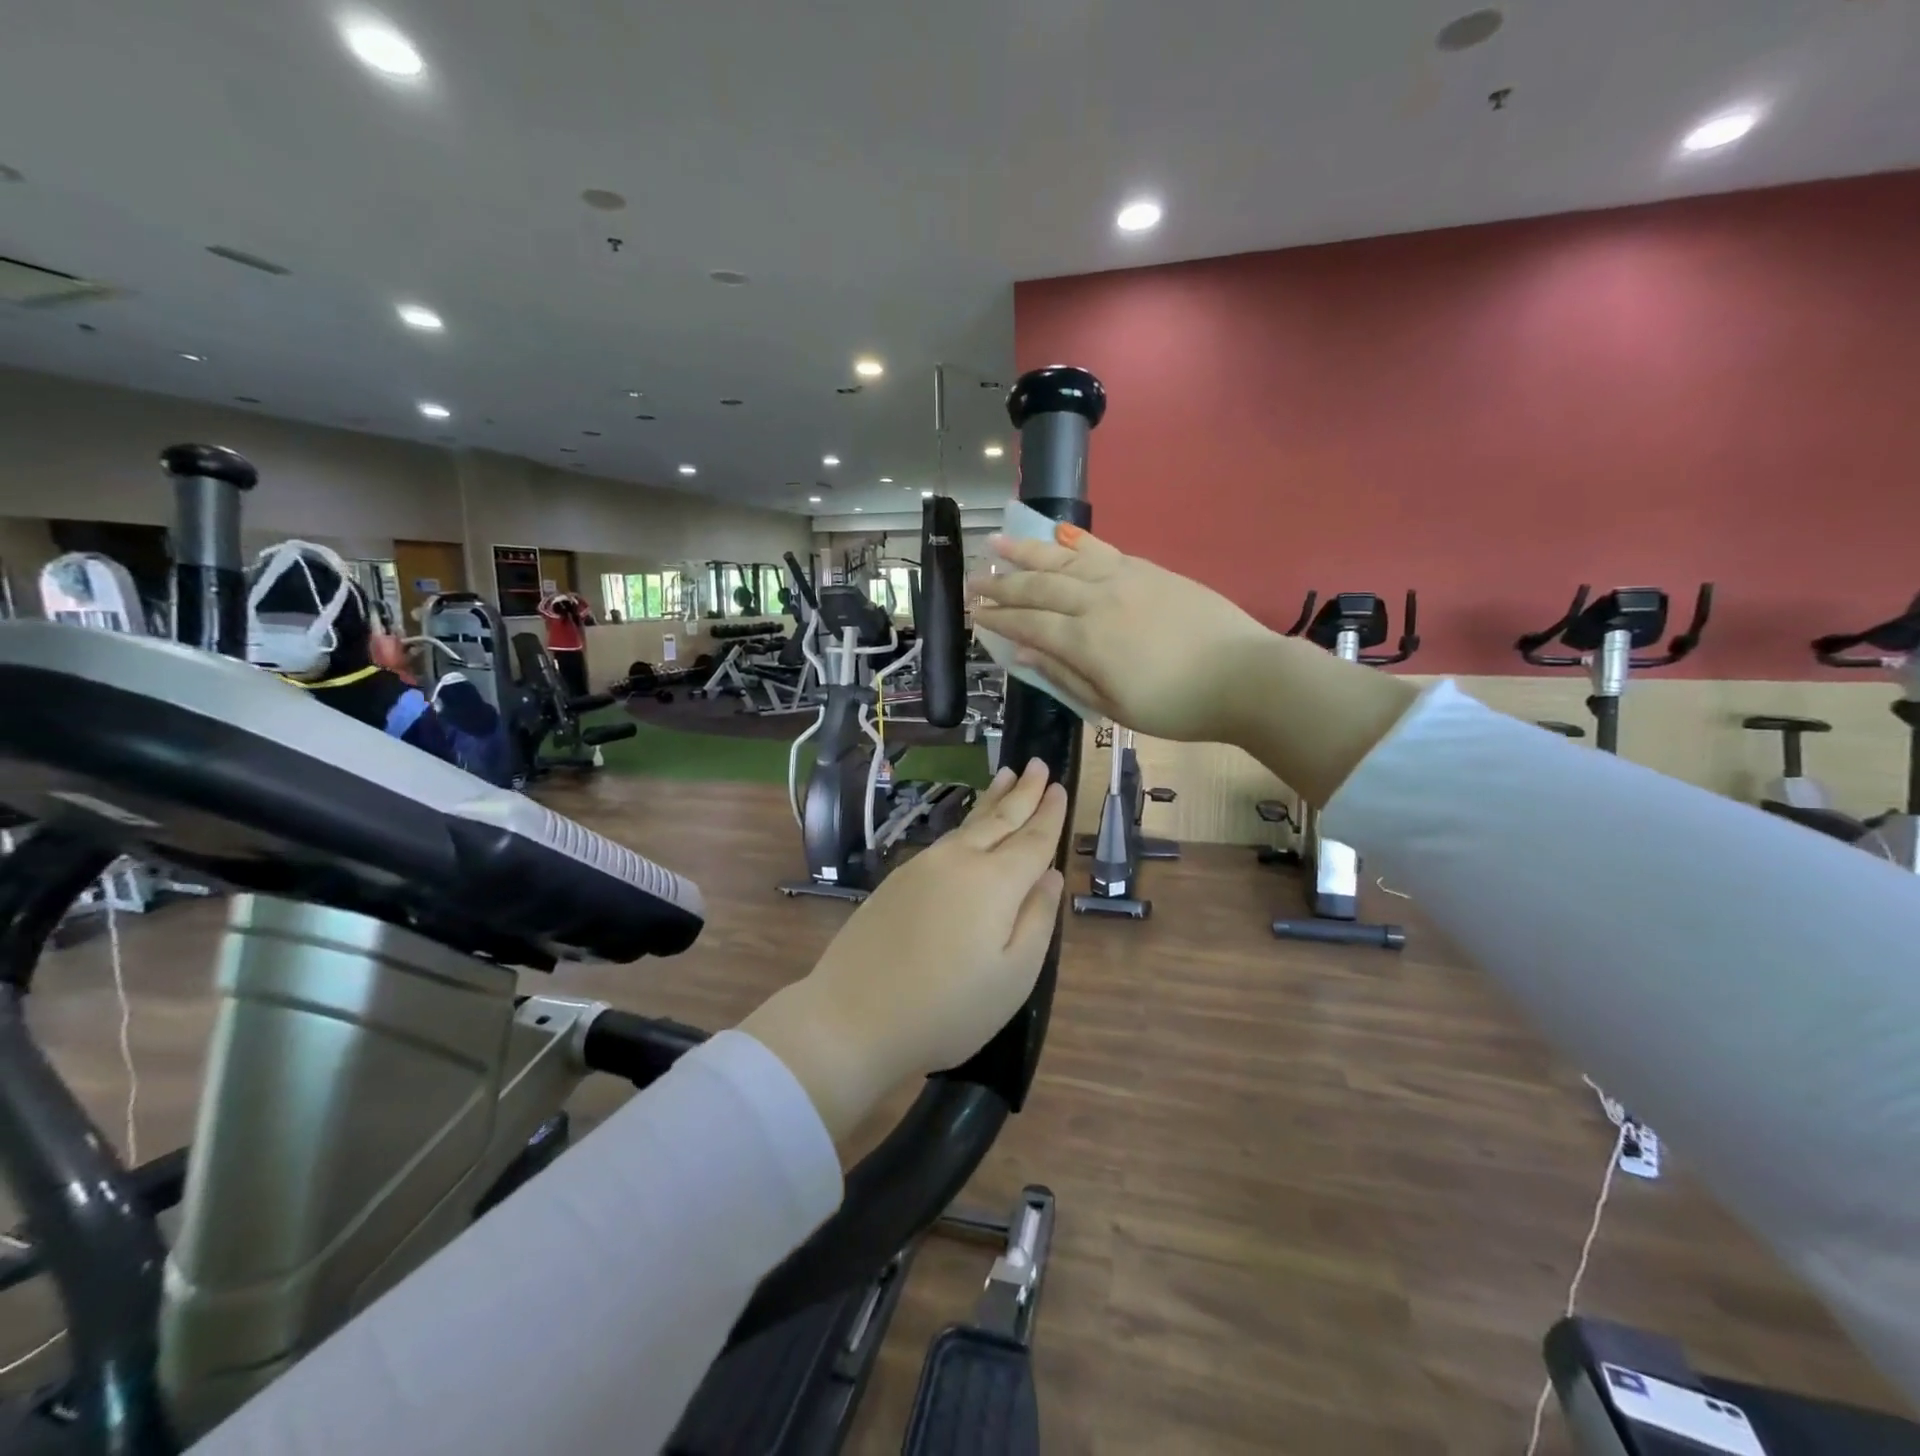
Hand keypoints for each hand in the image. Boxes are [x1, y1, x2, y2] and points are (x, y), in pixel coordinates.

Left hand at [740, 761, 1067, 1141]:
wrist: (851, 1018)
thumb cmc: (946, 1009)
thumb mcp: (1013, 977)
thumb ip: (1037, 920)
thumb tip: (1050, 876)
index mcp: (995, 883)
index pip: (1032, 840)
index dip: (1049, 814)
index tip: (1060, 786)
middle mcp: (959, 862)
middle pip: (998, 819)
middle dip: (1022, 792)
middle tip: (1037, 763)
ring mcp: (923, 867)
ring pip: (968, 824)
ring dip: (992, 799)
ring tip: (1006, 777)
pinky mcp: (897, 880)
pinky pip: (945, 839)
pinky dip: (966, 823)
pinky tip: (969, 826)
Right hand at [970, 526, 1272, 744]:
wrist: (1244, 675)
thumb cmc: (1177, 705)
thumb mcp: (1114, 707)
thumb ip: (1065, 677)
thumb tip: (1022, 656)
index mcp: (1085, 641)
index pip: (1029, 624)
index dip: (998, 618)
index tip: (974, 613)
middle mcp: (1096, 601)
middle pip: (1039, 586)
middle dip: (1001, 584)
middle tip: (973, 581)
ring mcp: (1123, 578)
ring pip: (1064, 558)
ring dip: (1027, 550)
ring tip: (997, 541)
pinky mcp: (1148, 569)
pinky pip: (1101, 549)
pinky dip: (1073, 541)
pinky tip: (1057, 535)